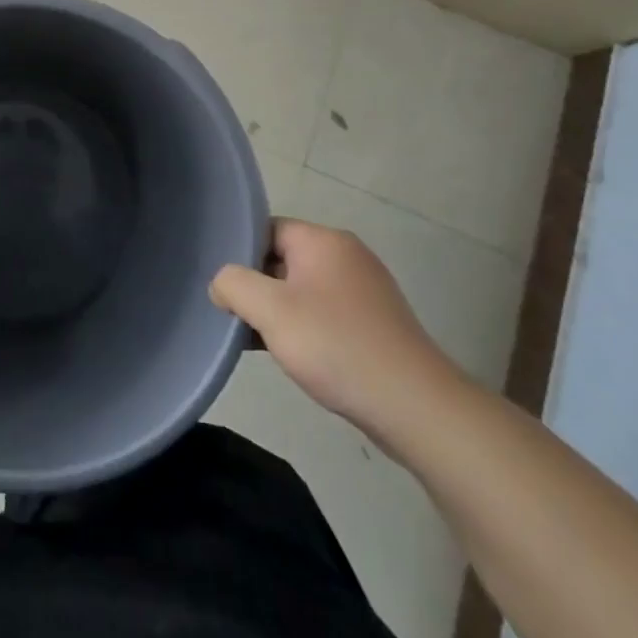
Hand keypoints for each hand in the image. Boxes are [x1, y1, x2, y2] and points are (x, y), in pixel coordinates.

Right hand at [210, 219, 465, 441]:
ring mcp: (365, 289)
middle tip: (234, 316)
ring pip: (301, 288)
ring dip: (277, 311)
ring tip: (256, 340)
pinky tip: (292, 355)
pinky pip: (324, 311)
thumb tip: (223, 284)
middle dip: (256, 286)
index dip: (239, 255)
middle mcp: (347, 255)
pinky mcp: (375, 322)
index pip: (266, 230)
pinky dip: (303, 327)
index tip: (224, 288)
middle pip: (282, 258)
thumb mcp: (270, 310)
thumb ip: (233, 284)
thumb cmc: (336, 346)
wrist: (415, 407)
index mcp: (323, 241)